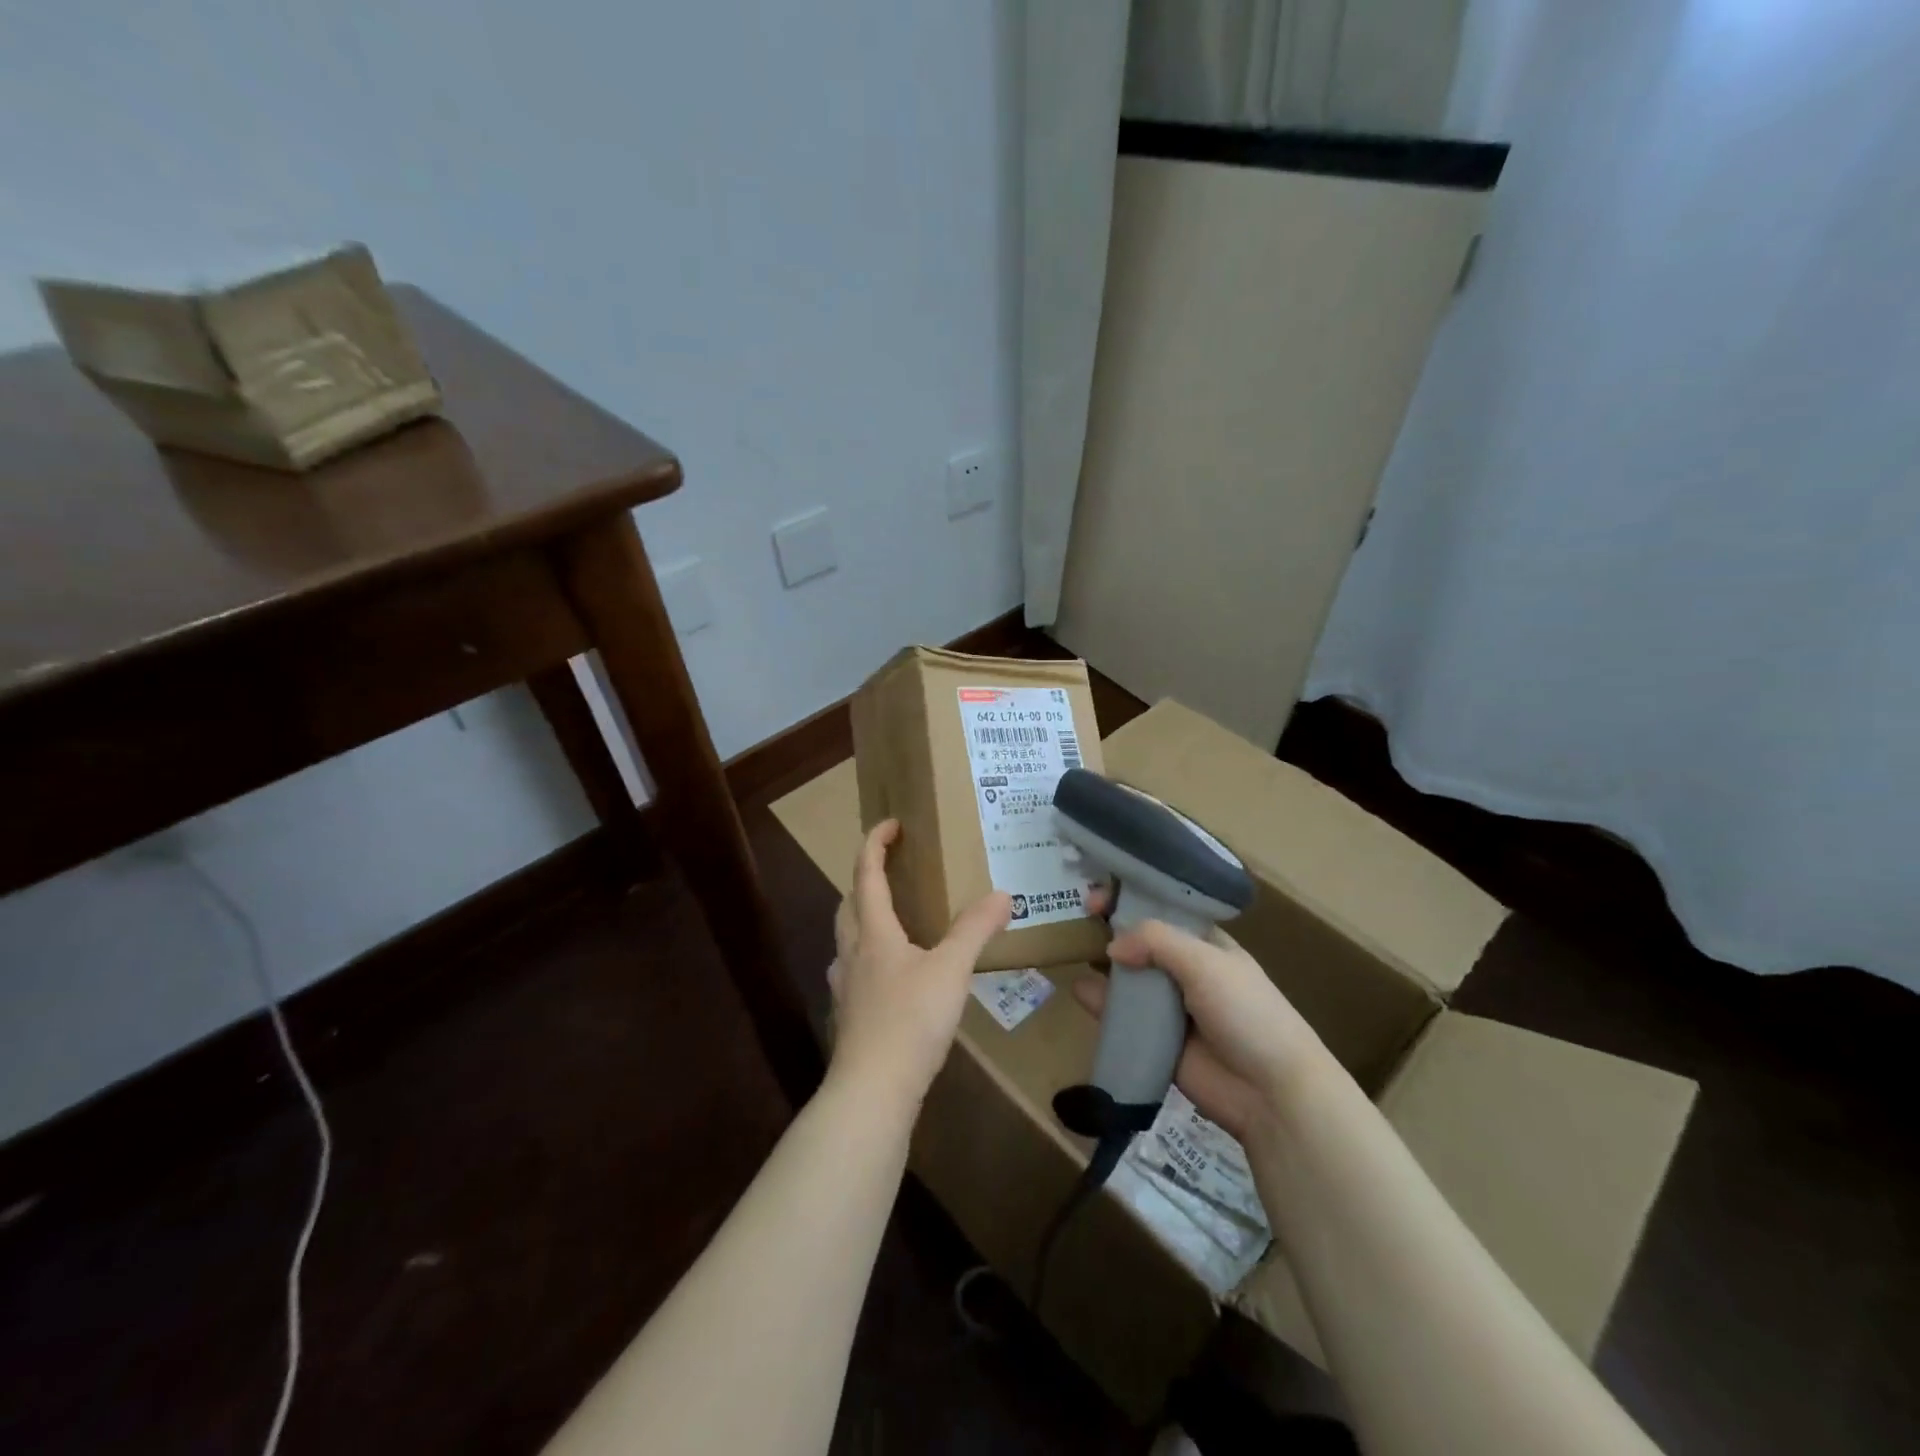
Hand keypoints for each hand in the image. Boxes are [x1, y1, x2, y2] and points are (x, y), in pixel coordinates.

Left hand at [828, 820, 1011, 1106]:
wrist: (872, 1090)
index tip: (891, 824)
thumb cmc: (910, 1020)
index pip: (867, 875)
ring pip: (847, 939)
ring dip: (863, 919)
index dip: (875, 844)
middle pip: (849, 904)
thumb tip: (1002, 894)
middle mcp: (852, 953)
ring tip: (892, 921)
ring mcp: (846, 987)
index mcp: (873, 933)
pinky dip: (869, 957)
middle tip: (890, 870)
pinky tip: (891, 976)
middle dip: (864, 880)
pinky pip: (854, 971)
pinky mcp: (849, 1016)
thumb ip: (975, 930)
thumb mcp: (951, 970)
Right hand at [1072, 907, 1335, 1144]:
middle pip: (1141, 943)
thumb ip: (1156, 942)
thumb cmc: (1247, 1013)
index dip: (1133, 900)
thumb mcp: (1205, 963)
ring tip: (1071, 951)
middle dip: (1112, 929)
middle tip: (1078, 918)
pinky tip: (1079, 991)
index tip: (1100, 897)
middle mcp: (1186, 970)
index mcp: (1206, 944)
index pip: (1163, 911)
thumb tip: (1111, 947)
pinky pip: (1123, 1017)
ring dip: (1103, 965)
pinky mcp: (1157, 1041)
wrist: (1272, 1092)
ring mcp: (1170, 1007)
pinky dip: (1100, 1004)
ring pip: (1129, 979)